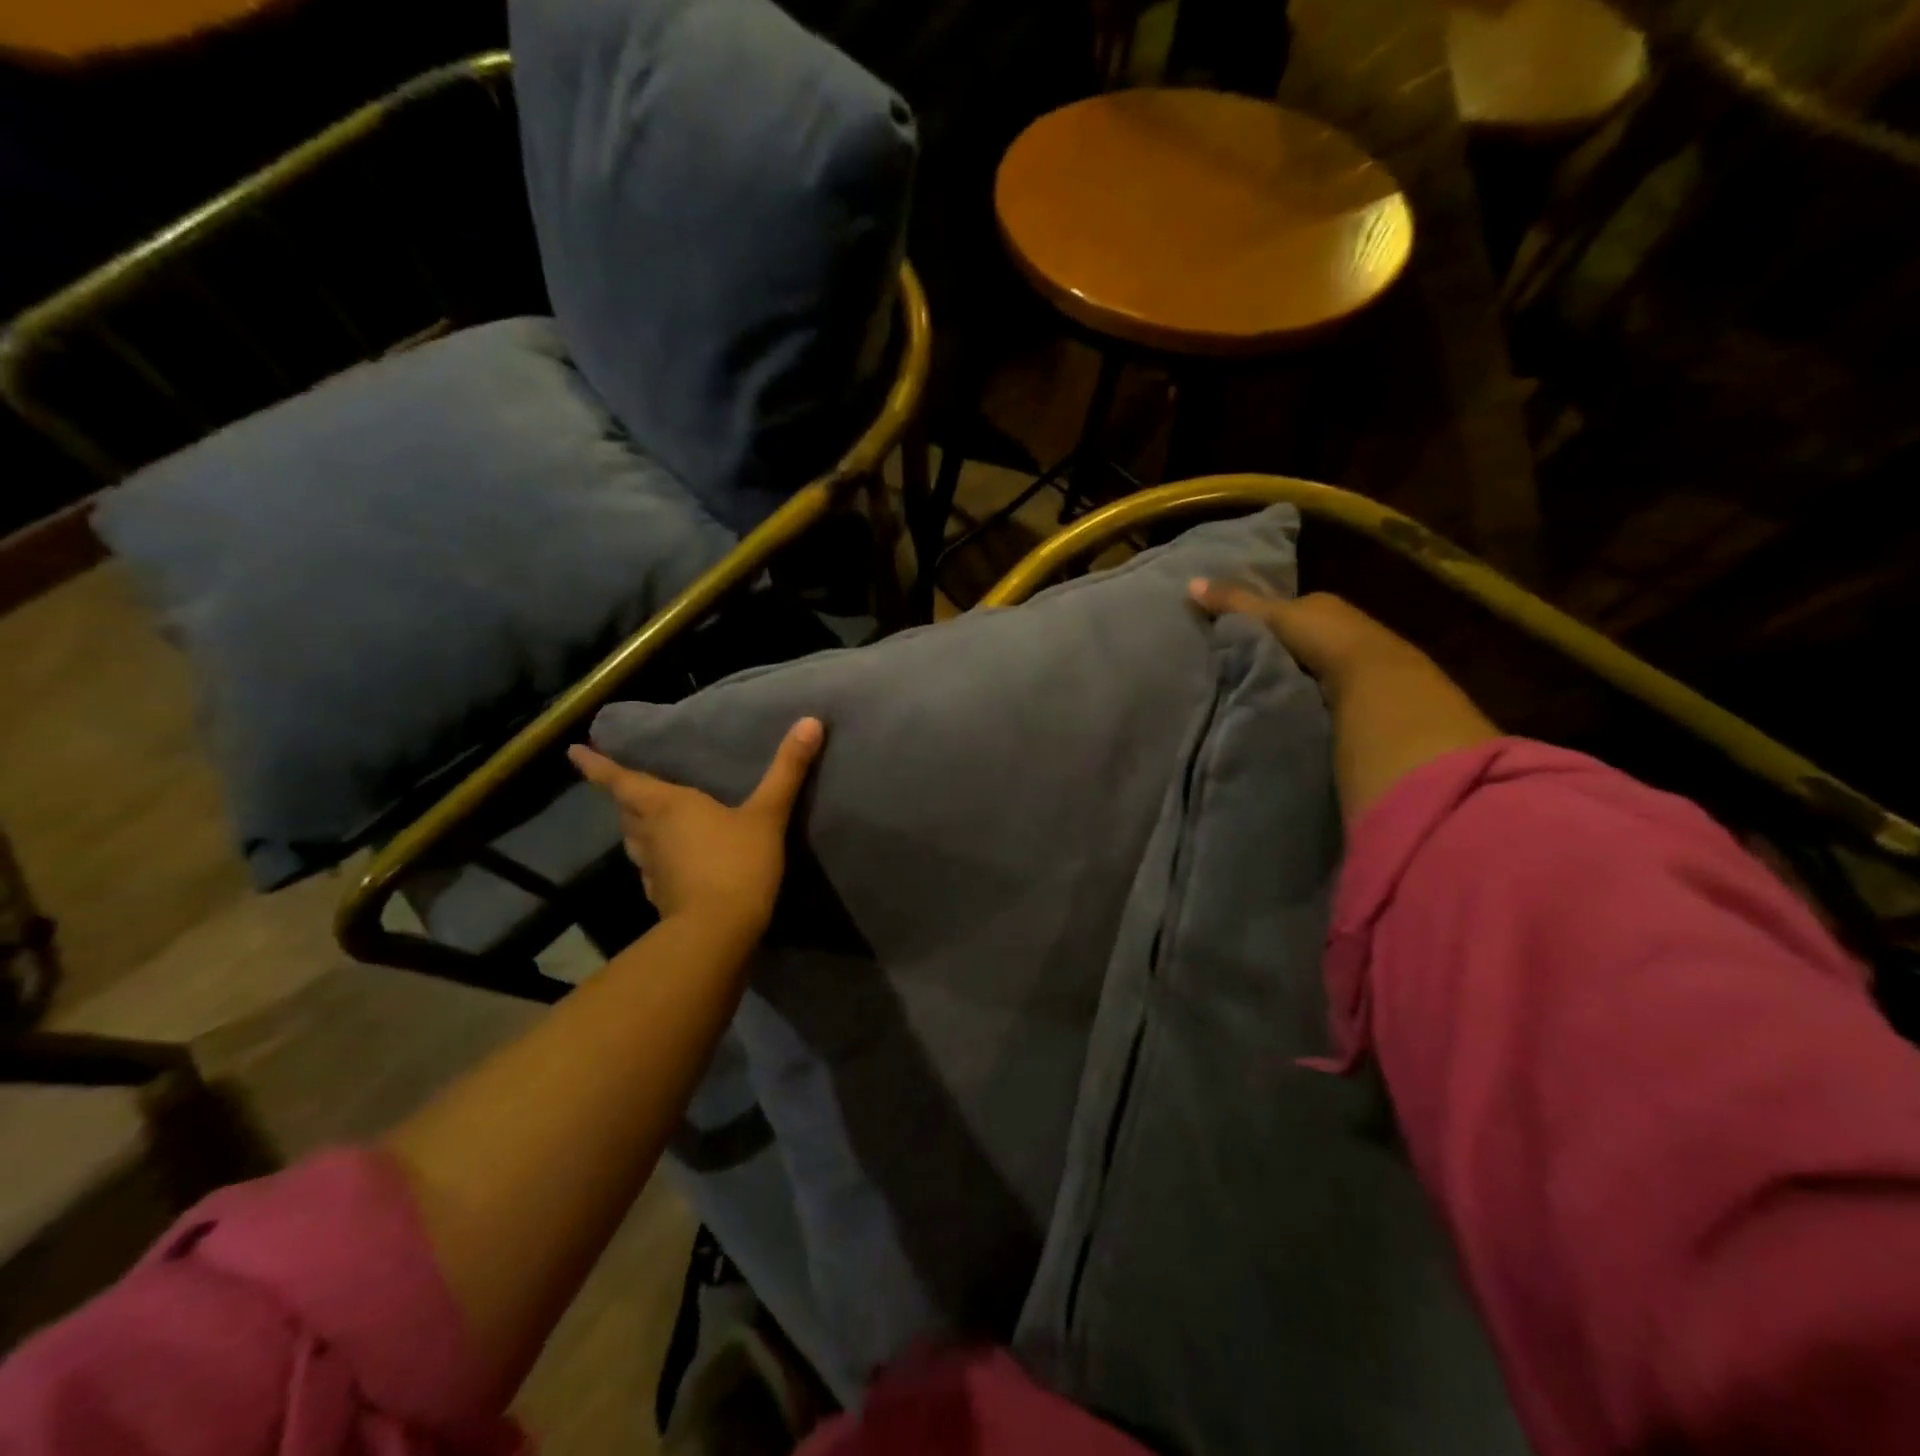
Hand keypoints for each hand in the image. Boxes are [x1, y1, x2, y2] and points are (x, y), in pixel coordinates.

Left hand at [568, 718, 824, 933]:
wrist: (718, 932)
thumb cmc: (737, 863)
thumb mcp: (768, 813)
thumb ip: (787, 769)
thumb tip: (811, 721)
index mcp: (668, 806)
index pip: (622, 781)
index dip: (597, 767)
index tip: (573, 752)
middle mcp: (651, 834)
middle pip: (627, 811)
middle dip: (622, 796)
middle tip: (622, 784)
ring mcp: (652, 869)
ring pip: (635, 841)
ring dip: (635, 828)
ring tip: (643, 820)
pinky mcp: (661, 897)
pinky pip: (650, 869)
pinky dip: (654, 860)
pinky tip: (668, 864)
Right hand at [1189, 581, 1497, 824]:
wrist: (1376, 684)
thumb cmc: (1324, 640)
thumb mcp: (1272, 616)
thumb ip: (1234, 603)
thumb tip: (1189, 583)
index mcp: (1325, 608)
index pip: (1288, 611)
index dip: (1262, 622)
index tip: (1233, 638)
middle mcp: (1344, 632)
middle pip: (1300, 641)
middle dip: (1276, 652)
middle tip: (1238, 669)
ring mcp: (1356, 668)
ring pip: (1312, 669)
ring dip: (1292, 680)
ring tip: (1256, 695)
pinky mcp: (1362, 699)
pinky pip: (1323, 695)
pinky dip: (1306, 701)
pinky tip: (1287, 712)